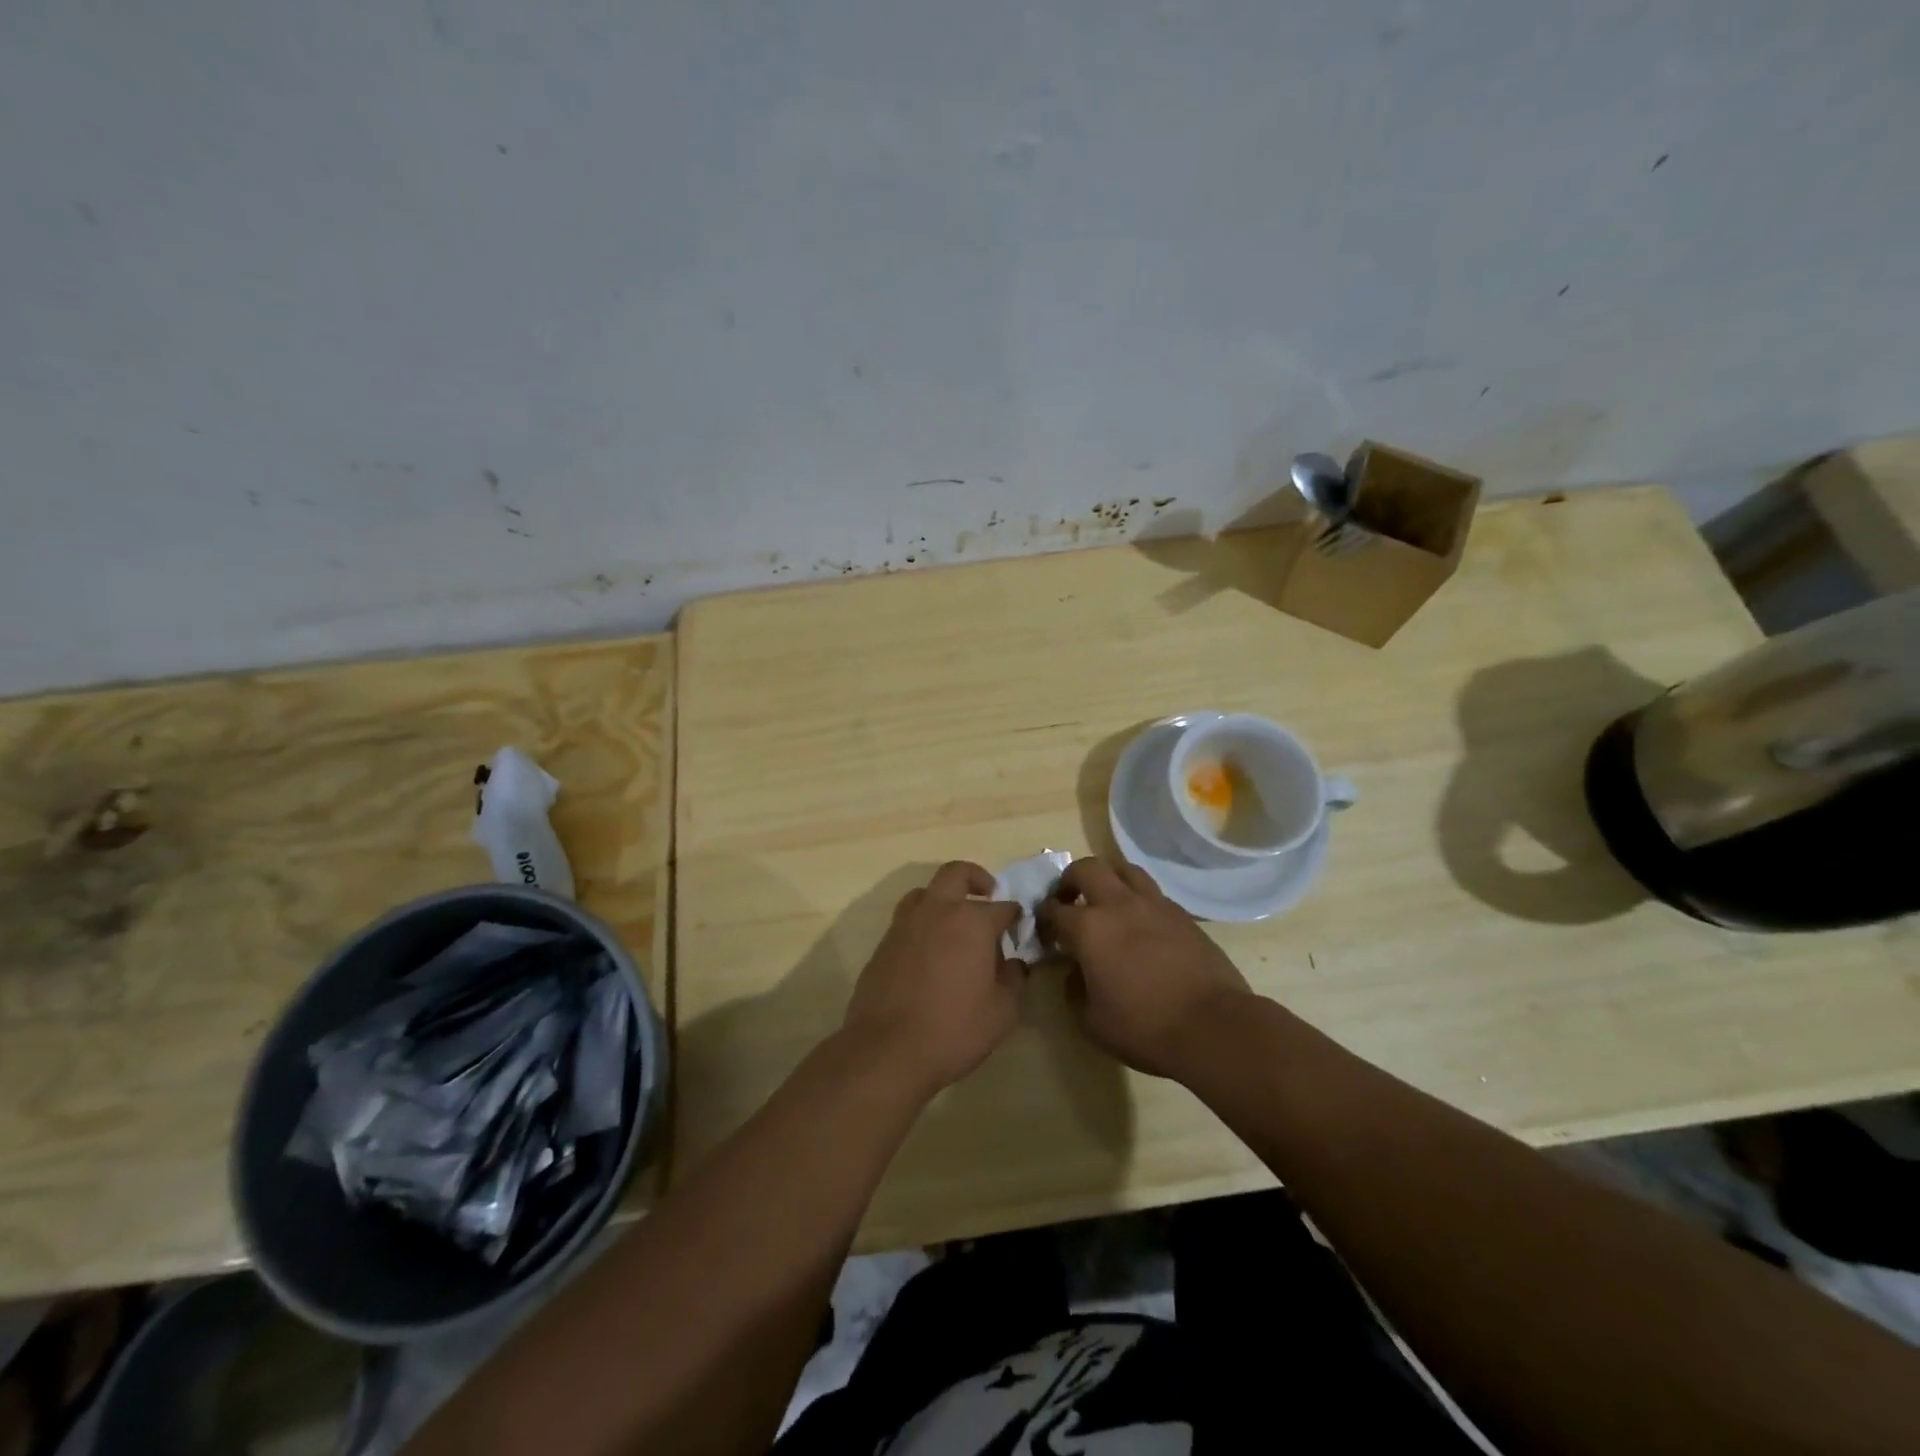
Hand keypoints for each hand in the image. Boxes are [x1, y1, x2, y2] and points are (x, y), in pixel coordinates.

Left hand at [842, 862, 1024, 1098]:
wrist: (887, 1050)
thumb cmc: (953, 1030)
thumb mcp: (1002, 1012)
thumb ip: (1013, 980)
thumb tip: (1013, 963)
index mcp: (972, 921)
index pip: (1003, 907)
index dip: (1016, 917)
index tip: (1020, 929)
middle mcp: (938, 911)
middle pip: (957, 873)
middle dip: (977, 879)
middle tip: (988, 895)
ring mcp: (905, 924)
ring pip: (926, 891)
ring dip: (944, 897)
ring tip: (955, 923)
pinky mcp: (884, 943)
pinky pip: (908, 919)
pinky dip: (923, 923)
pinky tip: (931, 951)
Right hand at [1037, 856, 1253, 1080]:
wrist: (1213, 1026)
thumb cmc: (1144, 1028)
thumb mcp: (1092, 1021)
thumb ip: (1074, 989)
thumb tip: (1076, 971)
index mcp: (1089, 928)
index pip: (1054, 910)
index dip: (1043, 918)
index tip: (1044, 931)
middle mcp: (1119, 905)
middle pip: (1087, 869)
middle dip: (1070, 880)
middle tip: (1069, 901)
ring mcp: (1154, 905)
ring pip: (1124, 869)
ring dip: (1108, 879)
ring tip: (1106, 901)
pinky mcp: (1182, 914)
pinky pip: (1152, 892)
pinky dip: (1137, 898)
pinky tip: (1139, 922)